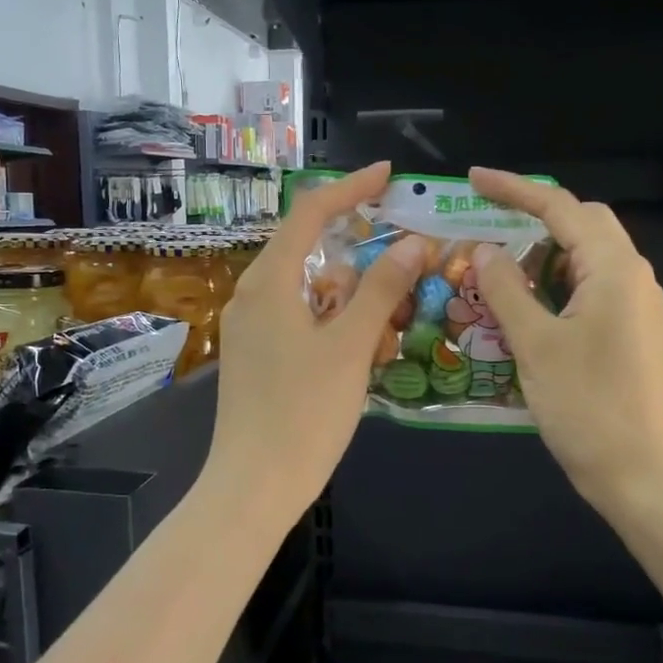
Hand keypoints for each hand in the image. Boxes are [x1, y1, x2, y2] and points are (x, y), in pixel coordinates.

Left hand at [206, 162, 423, 515]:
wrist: (253, 487)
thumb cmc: (304, 413)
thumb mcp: (351, 347)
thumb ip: (381, 289)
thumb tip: (410, 243)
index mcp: (270, 282)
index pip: (310, 213)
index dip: (350, 188)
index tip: (388, 175)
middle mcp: (254, 296)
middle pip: (312, 252)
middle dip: (360, 256)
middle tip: (405, 268)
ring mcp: (252, 328)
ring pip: (311, 291)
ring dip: (352, 298)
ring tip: (391, 326)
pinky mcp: (258, 356)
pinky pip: (302, 321)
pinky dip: (334, 324)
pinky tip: (362, 351)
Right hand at [469, 168, 662, 517]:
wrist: (646, 478)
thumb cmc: (589, 409)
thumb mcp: (536, 345)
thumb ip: (507, 290)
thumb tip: (485, 250)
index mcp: (614, 270)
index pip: (561, 208)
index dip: (515, 188)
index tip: (473, 180)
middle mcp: (633, 278)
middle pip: (582, 225)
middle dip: (533, 216)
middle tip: (484, 224)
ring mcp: (636, 308)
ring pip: (585, 259)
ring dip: (541, 255)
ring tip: (494, 268)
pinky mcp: (632, 334)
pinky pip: (589, 290)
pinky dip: (554, 286)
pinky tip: (523, 307)